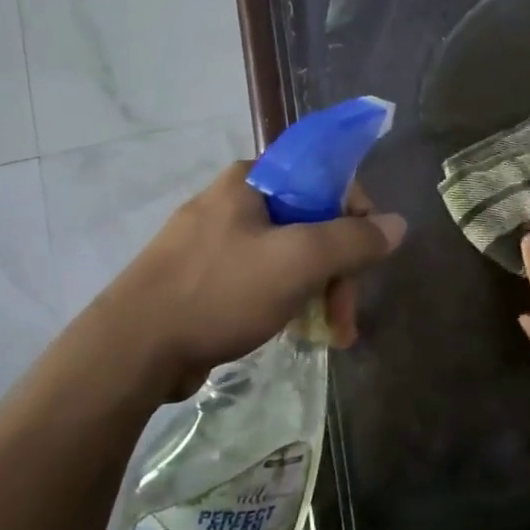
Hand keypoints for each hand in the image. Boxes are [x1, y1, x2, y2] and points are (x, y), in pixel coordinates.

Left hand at [105, 162, 404, 386]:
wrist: (131, 350)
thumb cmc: (219, 292)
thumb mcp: (298, 261)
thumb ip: (354, 240)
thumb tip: (397, 224)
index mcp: (251, 180)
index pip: (325, 178)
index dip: (357, 215)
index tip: (367, 258)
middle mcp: (234, 201)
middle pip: (311, 223)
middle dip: (338, 271)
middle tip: (345, 317)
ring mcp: (216, 241)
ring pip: (289, 256)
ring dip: (318, 293)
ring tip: (330, 337)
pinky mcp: (204, 278)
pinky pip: (262, 279)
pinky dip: (286, 302)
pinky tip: (296, 333)